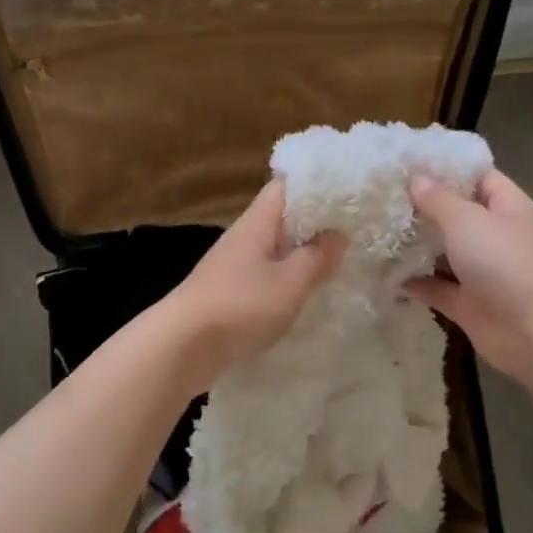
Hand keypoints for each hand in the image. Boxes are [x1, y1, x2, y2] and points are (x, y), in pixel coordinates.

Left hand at [159, 179, 344, 392]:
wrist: (181, 347)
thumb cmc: (240, 306)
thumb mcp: (289, 283)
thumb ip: (316, 258)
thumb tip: (338, 234)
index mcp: (256, 224)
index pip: (284, 187)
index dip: (313, 185)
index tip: (345, 192)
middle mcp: (242, 238)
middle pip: (279, 219)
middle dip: (312, 223)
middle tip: (352, 231)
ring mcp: (230, 267)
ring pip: (271, 250)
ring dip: (298, 255)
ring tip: (334, 264)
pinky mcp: (226, 294)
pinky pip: (262, 277)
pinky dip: (283, 281)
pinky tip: (301, 296)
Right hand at [405, 169, 532, 387]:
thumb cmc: (504, 261)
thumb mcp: (467, 220)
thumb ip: (439, 200)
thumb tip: (417, 179)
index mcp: (508, 208)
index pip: (480, 178)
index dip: (449, 170)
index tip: (411, 165)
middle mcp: (497, 238)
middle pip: (459, 216)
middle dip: (425, 209)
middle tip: (385, 198)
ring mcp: (484, 273)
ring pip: (446, 254)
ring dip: (417, 247)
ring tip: (378, 232)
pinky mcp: (470, 305)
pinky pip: (438, 289)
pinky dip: (416, 284)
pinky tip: (386, 275)